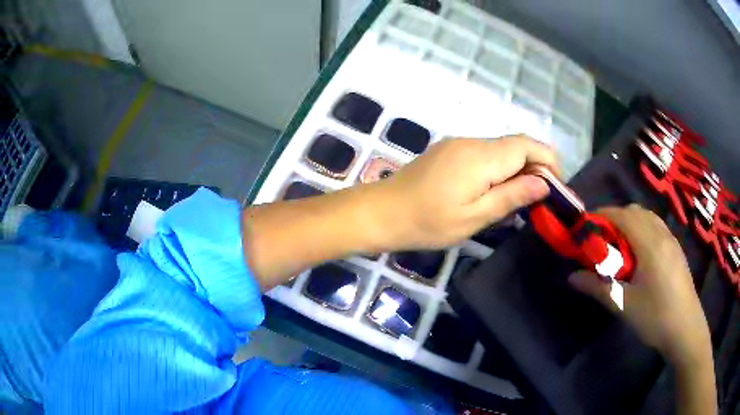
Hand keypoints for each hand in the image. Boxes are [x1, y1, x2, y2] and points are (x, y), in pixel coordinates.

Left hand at [367, 135, 557, 249]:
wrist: (381, 212)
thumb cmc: (427, 222)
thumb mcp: (475, 217)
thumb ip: (512, 196)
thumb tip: (544, 183)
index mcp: (482, 156)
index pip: (528, 145)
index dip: (549, 162)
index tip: (557, 188)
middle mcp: (472, 141)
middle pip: (516, 144)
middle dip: (536, 167)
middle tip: (542, 199)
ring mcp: (458, 144)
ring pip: (501, 149)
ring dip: (518, 169)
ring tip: (521, 199)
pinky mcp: (449, 151)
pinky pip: (485, 154)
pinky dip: (500, 168)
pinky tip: (496, 191)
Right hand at [568, 205, 710, 363]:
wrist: (685, 328)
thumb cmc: (655, 317)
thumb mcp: (624, 305)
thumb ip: (598, 287)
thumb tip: (572, 278)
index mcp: (650, 243)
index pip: (623, 216)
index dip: (602, 215)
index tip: (586, 226)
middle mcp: (662, 234)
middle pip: (635, 212)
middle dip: (615, 218)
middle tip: (601, 240)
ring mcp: (671, 240)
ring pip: (647, 218)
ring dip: (630, 223)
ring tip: (619, 247)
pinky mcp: (676, 250)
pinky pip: (656, 227)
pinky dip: (642, 230)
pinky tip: (639, 255)